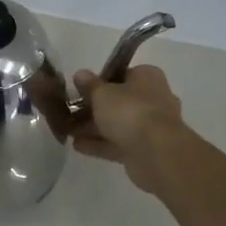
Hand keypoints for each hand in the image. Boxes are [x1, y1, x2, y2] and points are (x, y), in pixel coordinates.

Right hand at [70, 64, 185, 193]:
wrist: (156, 152)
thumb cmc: (129, 111)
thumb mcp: (102, 93)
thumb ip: (89, 85)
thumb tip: (80, 74)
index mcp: (148, 77)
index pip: (123, 74)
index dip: (101, 81)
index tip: (81, 89)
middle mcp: (154, 99)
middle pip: (120, 101)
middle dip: (95, 108)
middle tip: (71, 112)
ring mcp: (151, 126)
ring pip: (118, 124)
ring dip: (94, 128)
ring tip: (69, 131)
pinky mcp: (146, 149)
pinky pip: (118, 143)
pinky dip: (99, 144)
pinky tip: (77, 146)